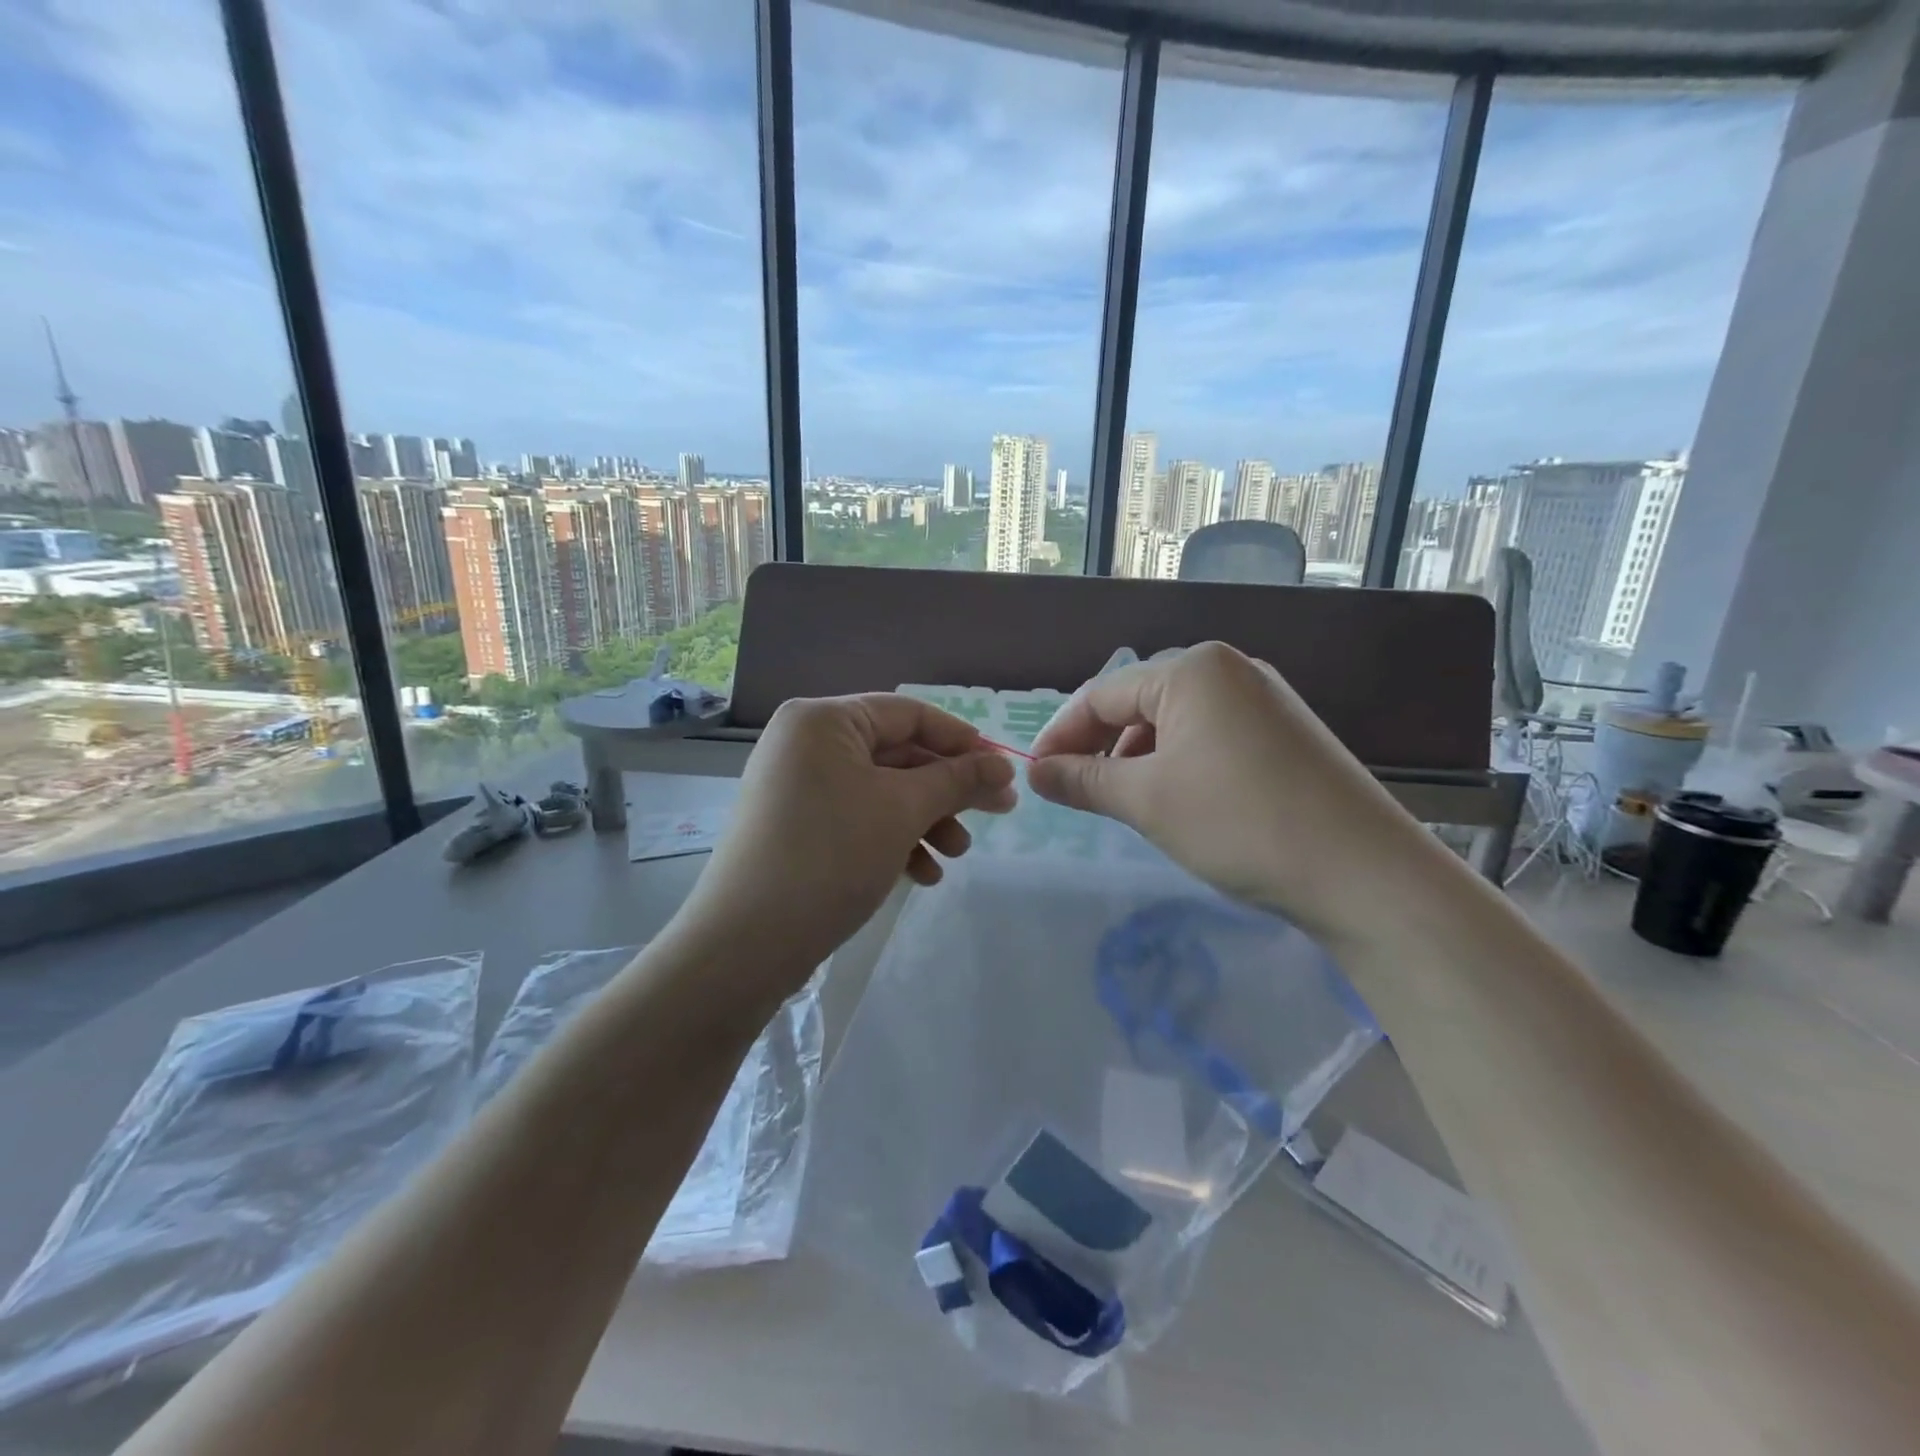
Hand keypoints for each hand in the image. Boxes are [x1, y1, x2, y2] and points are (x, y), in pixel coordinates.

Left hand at [672, 694, 1017, 995]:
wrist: (747, 942)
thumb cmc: (831, 855)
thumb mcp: (903, 810)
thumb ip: (957, 780)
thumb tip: (1003, 765)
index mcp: (824, 720)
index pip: (908, 714)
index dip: (961, 740)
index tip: (1002, 771)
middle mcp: (806, 744)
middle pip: (897, 755)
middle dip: (947, 790)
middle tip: (997, 814)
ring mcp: (799, 787)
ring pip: (881, 792)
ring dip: (926, 820)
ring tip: (956, 855)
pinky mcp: (798, 827)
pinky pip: (858, 819)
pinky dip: (894, 840)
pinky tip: (922, 875)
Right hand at [1027, 642, 1440, 947]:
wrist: (1364, 872)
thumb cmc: (1239, 822)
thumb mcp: (1147, 800)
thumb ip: (1083, 780)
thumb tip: (1036, 774)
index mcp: (1192, 668)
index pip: (1102, 694)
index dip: (1062, 735)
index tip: (1037, 777)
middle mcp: (1230, 669)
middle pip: (1139, 703)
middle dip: (1102, 748)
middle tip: (1079, 794)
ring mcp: (1265, 699)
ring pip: (1176, 722)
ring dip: (1140, 760)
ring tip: (1129, 804)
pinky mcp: (1286, 733)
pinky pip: (1212, 737)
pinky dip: (1180, 765)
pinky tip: (1181, 803)